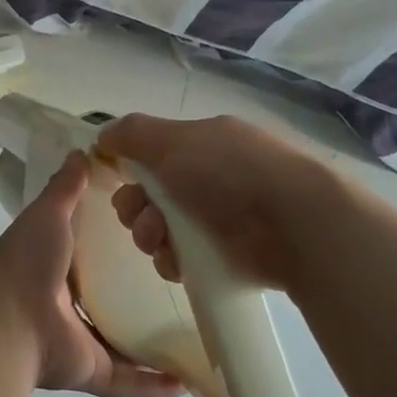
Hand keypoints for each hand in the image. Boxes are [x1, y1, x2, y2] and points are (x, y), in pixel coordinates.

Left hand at [0, 150, 184, 396]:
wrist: (7, 320)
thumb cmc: (27, 260)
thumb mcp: (48, 213)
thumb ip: (66, 187)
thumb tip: (82, 151)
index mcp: (57, 266)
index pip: (93, 253)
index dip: (119, 244)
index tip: (156, 231)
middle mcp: (68, 304)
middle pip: (110, 298)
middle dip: (140, 293)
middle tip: (183, 281)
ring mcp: (80, 340)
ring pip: (123, 342)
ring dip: (153, 341)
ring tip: (195, 330)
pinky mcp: (91, 371)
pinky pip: (128, 380)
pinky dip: (153, 384)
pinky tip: (186, 381)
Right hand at [100, 113, 339, 288]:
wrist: (294, 224)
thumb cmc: (229, 171)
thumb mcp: (174, 140)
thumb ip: (133, 134)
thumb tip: (103, 135)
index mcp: (203, 144)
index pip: (153, 156)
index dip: (131, 170)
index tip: (120, 181)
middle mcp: (210, 178)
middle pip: (151, 196)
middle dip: (135, 208)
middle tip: (143, 218)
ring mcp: (220, 219)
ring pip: (162, 230)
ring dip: (149, 235)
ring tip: (161, 241)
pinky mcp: (227, 257)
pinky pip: (182, 260)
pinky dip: (172, 261)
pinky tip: (178, 262)